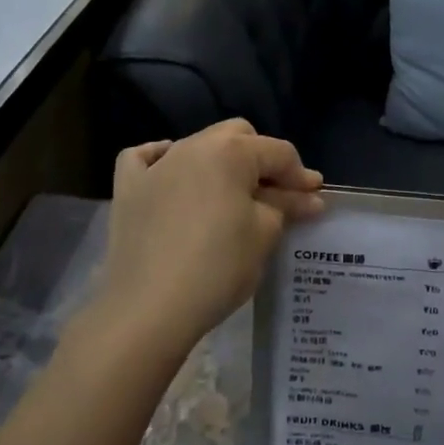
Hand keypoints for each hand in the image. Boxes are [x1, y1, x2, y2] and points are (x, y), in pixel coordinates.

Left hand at [93, 120, 323, 358]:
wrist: (149, 308)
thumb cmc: (218, 268)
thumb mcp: (264, 235)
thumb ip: (286, 206)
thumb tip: (306, 197)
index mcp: (230, 152)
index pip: (278, 152)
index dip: (301, 175)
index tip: (315, 199)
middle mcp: (191, 146)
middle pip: (237, 137)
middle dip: (261, 159)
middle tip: (276, 195)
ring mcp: (155, 166)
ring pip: (197, 146)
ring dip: (221, 163)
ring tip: (233, 194)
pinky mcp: (128, 189)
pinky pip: (146, 159)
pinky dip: (164, 161)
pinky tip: (173, 176)